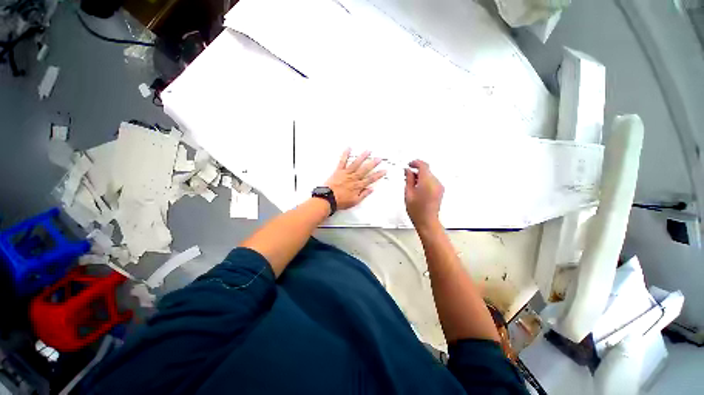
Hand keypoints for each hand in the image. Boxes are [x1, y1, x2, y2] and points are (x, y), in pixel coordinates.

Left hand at [325, 149, 385, 209]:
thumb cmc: (341, 201)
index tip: (384, 170)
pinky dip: (345, 154)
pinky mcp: (339, 171)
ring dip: (362, 157)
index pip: (370, 179)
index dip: (378, 175)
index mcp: (358, 186)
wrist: (328, 198)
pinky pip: (342, 161)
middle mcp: (353, 178)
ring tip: (368, 151)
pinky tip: (349, 148)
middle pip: (365, 169)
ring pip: (356, 164)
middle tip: (379, 158)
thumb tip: (371, 189)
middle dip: (373, 163)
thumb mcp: (355, 201)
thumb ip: (363, 194)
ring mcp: (346, 173)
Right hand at [405, 160, 443, 228]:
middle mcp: (435, 183)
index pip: (423, 165)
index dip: (415, 163)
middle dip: (417, 171)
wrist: (427, 221)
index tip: (410, 164)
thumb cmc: (417, 211)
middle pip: (426, 170)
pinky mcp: (440, 190)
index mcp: (427, 182)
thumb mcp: (408, 193)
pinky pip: (432, 181)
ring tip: (411, 183)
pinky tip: (418, 187)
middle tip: (407, 175)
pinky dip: (425, 181)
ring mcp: (439, 187)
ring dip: (420, 176)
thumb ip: (408, 179)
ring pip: (429, 175)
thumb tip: (407, 171)